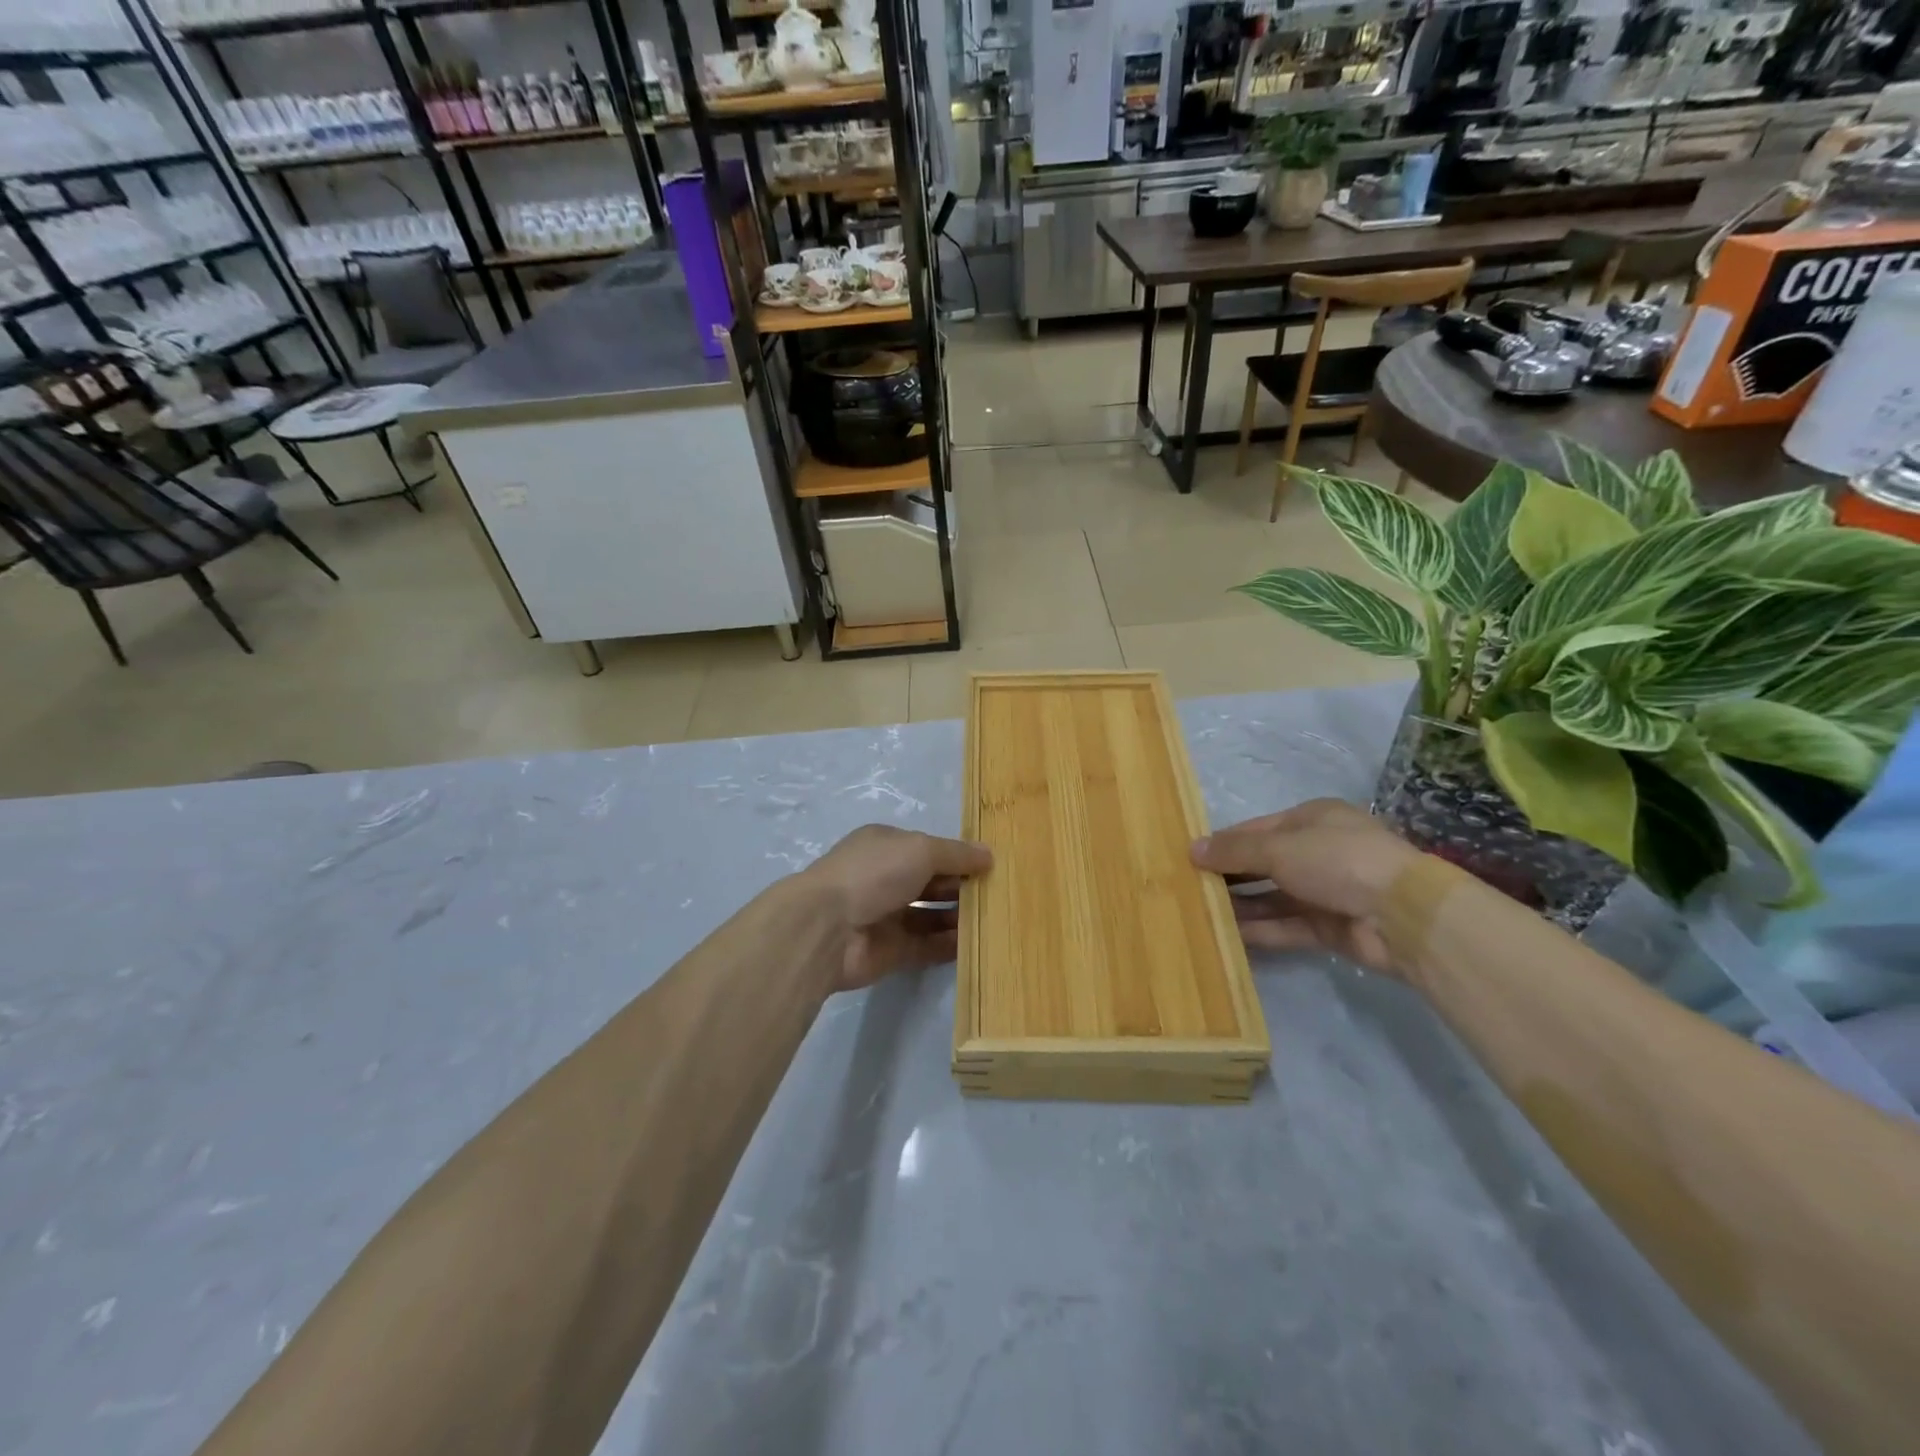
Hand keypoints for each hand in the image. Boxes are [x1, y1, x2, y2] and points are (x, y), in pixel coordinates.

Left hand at [802, 825, 992, 991]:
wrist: (827, 928)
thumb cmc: (874, 873)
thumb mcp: (920, 849)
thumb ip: (956, 853)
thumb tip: (989, 855)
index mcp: (886, 846)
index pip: (928, 849)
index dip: (958, 856)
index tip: (991, 866)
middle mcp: (884, 878)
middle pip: (931, 882)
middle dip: (962, 887)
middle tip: (1000, 895)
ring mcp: (886, 916)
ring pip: (930, 916)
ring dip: (959, 917)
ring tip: (995, 920)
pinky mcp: (890, 952)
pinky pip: (926, 947)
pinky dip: (949, 946)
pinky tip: (977, 944)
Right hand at [1191, 799, 1422, 977]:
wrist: (1403, 915)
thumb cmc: (1338, 861)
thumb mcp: (1279, 848)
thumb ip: (1234, 851)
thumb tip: (1192, 849)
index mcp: (1312, 820)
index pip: (1256, 830)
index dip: (1223, 842)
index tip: (1188, 857)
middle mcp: (1318, 852)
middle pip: (1263, 864)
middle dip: (1229, 876)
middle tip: (1188, 888)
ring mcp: (1326, 891)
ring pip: (1273, 897)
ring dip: (1240, 905)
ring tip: (1199, 913)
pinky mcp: (1330, 928)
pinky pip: (1286, 926)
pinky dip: (1260, 930)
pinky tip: (1227, 936)